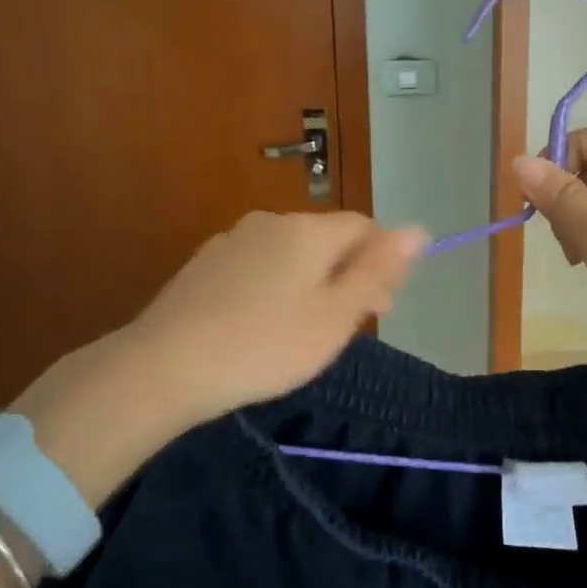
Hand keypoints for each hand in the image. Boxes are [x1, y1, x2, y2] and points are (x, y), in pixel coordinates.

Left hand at [11, 212, 425, 504]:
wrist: (167, 365)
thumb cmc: (267, 344)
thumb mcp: (336, 315)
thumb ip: (378, 271)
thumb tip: (419, 229)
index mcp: (308, 230)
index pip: (364, 228)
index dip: (382, 264)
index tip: (380, 309)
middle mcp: (270, 222)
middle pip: (326, 239)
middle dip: (347, 275)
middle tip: (346, 328)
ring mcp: (231, 241)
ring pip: (290, 255)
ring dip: (311, 284)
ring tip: (303, 333)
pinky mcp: (204, 265)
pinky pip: (257, 268)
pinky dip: (273, 290)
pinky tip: (262, 327)